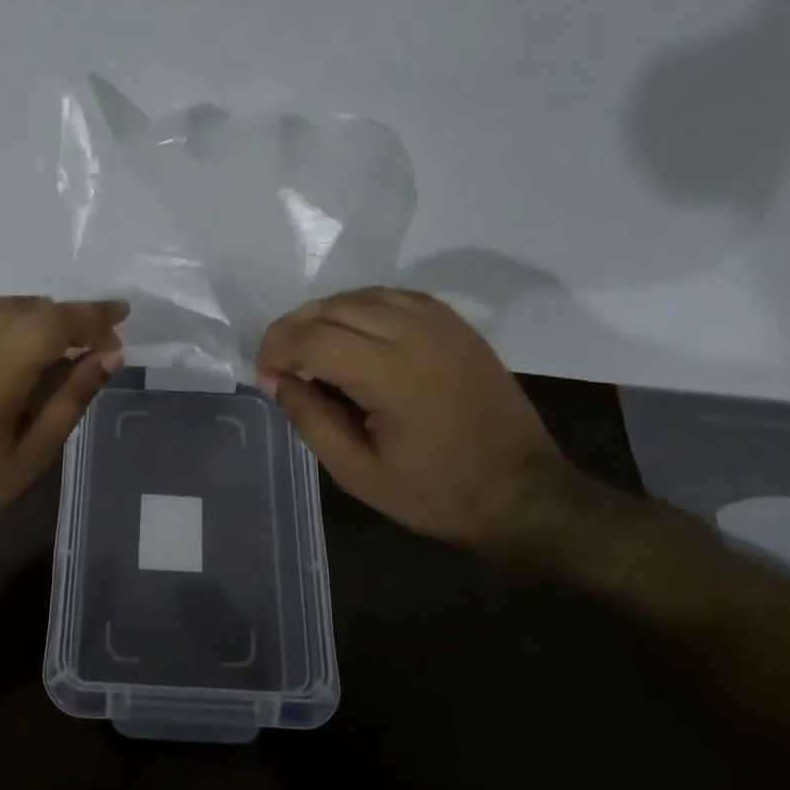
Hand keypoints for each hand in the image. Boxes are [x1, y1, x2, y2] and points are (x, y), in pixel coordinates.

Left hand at [0, 296, 127, 540]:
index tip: (123, 319)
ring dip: (44, 315)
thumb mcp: (34, 452)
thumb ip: (72, 397)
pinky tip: (25, 345)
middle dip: (74, 316)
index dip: (94, 315)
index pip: (55, 320)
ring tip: (69, 342)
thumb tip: (111, 357)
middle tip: (102, 341)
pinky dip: (14, 318)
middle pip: (35, 307)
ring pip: (8, 306)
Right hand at [255, 288, 571, 550]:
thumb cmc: (437, 493)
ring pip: (360, 295)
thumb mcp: (360, 474)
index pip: (311, 339)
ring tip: (310, 348)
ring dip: (325, 315)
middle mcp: (414, 334)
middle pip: (331, 308)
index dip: (276, 351)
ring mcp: (439, 323)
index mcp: (390, 374)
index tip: (264, 377)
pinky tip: (353, 333)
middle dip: (293, 329)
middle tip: (279, 363)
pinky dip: (361, 307)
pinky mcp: (455, 324)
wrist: (525, 493)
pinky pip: (393, 296)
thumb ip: (312, 421)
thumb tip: (277, 381)